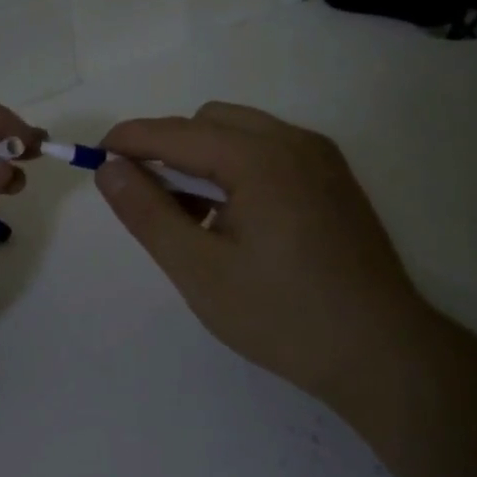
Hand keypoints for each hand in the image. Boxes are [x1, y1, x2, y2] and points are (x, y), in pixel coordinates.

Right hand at [96, 102, 429, 401]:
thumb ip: (147, 213)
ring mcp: (322, 159)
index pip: (176, 132)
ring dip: (204, 159)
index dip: (129, 140)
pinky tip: (236, 222)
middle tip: (151, 201)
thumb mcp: (198, 269)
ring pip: (242, 134)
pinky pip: (271, 153)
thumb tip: (109, 170)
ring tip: (193, 219)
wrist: (383, 355)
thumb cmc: (282, 316)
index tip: (93, 158)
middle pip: (211, 121)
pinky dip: (238, 169)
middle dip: (170, 149)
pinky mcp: (335, 181)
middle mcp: (294, 142)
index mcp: (260, 158)